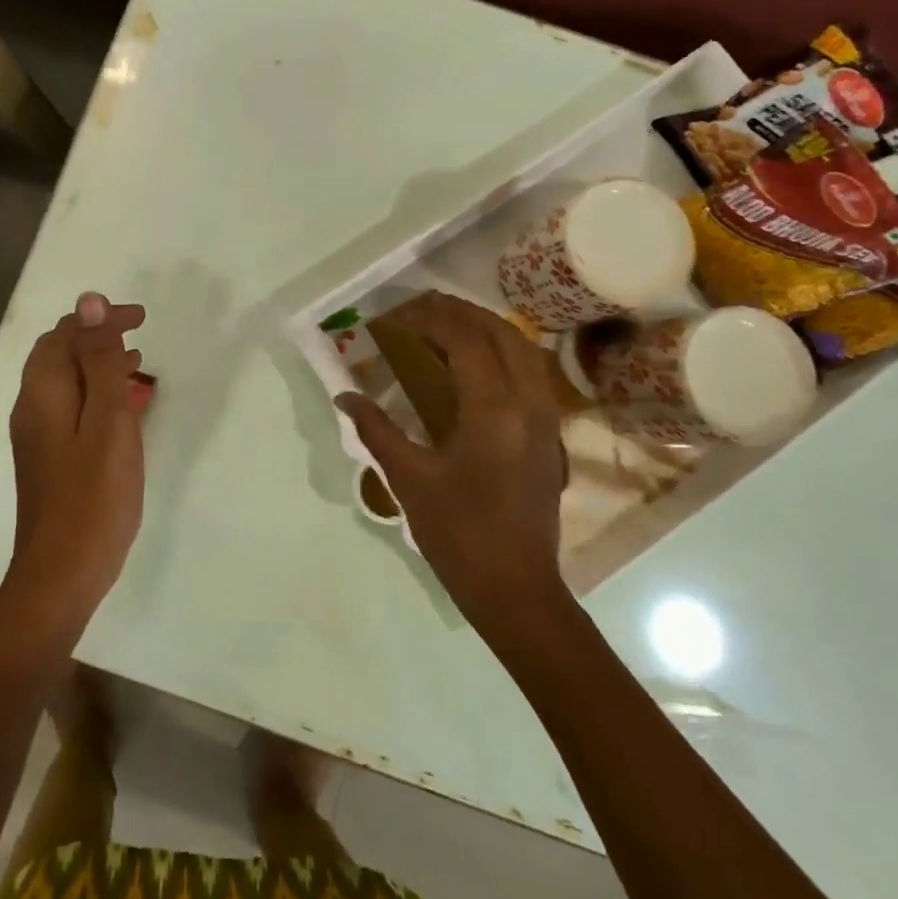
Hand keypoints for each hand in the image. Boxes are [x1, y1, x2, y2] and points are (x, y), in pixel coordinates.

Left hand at [3, 292, 147, 628]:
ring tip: (137, 363)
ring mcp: (37, 436)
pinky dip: (95, 394)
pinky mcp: (48, 459)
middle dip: (97, 337)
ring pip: (65, 382)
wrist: (61, 575)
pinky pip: (70, 408)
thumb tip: (88, 302)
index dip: (100, 319)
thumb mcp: (107, 422)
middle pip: (59, 354)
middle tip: (139, 335)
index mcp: (43, 393)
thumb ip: (99, 362)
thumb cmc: (93, 498)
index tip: (140, 318)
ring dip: (97, 364)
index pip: (65, 334)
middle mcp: (32, 408)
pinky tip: (121, 409)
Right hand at [336, 293, 568, 630]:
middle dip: (463, 313)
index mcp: (493, 412)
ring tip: (450, 327)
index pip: (467, 342)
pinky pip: (533, 375)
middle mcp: (528, 406)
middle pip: (503, 335)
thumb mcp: (409, 479)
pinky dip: (505, 354)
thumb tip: (346, 395)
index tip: (399, 315)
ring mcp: (546, 421)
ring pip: (526, 352)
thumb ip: (377, 429)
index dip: (433, 319)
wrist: (515, 588)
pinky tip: (478, 366)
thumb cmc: (458, 534)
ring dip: (488, 329)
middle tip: (422, 309)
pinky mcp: (550, 437)